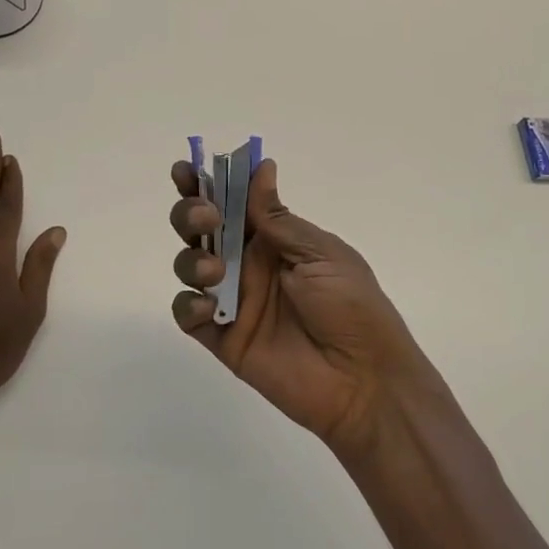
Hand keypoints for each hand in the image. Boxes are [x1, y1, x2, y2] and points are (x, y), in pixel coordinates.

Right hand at [169, 157, 436, 457]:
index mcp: (275, 238)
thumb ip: (279, 219)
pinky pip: (188, 314)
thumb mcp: (321, 254)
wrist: (363, 380)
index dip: (207, 182)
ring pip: (190, 264)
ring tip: (214, 270)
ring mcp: (233, 299)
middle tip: (206, 217)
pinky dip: (189, 304)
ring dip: (191, 257)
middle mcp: (248, 262)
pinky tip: (208, 306)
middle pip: (202, 227)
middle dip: (190, 212)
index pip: (233, 201)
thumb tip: (261, 168)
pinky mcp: (222, 337)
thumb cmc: (352, 306)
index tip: (186, 170)